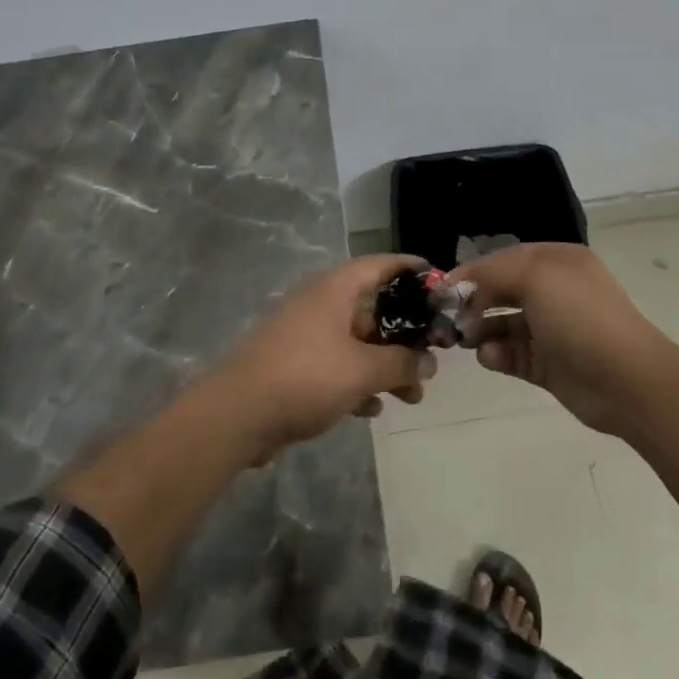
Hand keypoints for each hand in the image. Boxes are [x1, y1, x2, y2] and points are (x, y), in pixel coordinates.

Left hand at [212, 255, 436, 459]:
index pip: (381, 264)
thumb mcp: (363, 370)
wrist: (237, 414)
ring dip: (385, 364)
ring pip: (356, 340)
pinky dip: (358, 380)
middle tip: (433, 355)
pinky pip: (337, 364)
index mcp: (335, 288)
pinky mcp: (294, 363)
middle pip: (372, 306)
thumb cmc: (306, 377)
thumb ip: (402, 363)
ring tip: (413, 395)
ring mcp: (304, 333)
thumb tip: (429, 362)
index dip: (412, 270)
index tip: (441, 284)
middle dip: (405, 333)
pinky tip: (373, 409)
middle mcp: (320, 302)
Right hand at [449, 242, 665, 438]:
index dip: (473, 271)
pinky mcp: (547, 364)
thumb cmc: (579, 316)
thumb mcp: (535, 276)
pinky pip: (511, 355)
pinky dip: (496, 355)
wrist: (625, 379)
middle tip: (447, 318)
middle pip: (501, 291)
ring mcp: (551, 330)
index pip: (504, 259)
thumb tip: (461, 283)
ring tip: (466, 339)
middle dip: (473, 302)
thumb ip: (492, 272)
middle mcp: (554, 291)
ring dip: (480, 330)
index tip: (441, 289)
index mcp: (556, 262)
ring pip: (502, 324)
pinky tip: (491, 357)